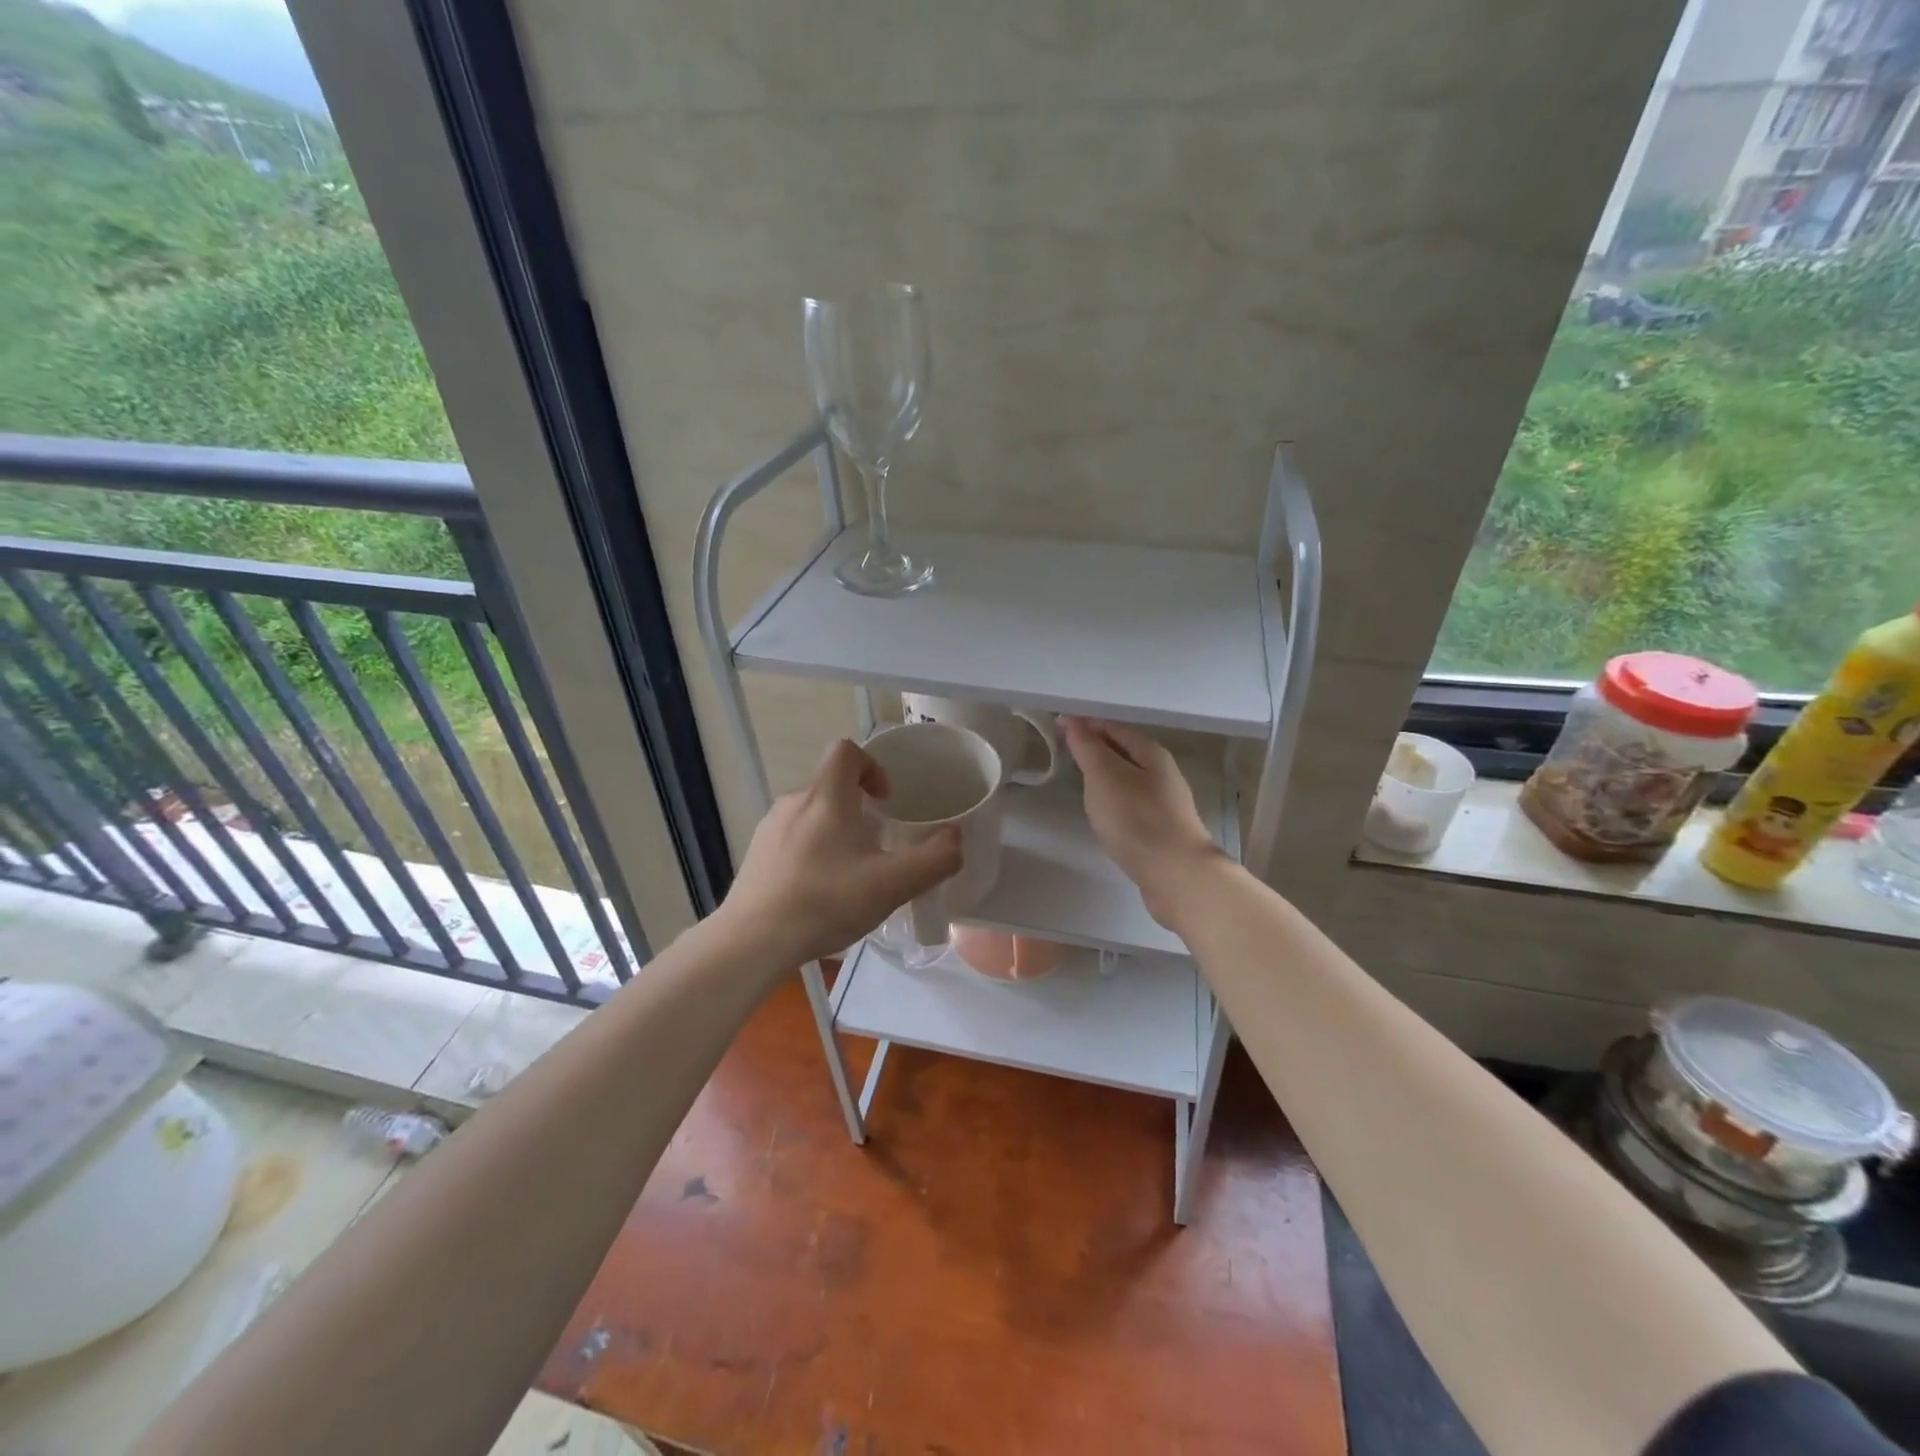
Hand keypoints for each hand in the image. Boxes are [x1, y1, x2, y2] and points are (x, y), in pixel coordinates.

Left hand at [720, 738, 962, 967]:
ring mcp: (769, 829)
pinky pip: (791, 840)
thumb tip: (955, 840)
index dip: (872, 765)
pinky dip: (811, 853)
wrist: (752, 942)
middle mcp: (793, 802)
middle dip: (858, 807)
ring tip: (850, 873)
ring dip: (835, 831)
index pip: (847, 750)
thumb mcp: (891, 884)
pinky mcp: (756, 856)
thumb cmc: (825, 902)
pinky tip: (819, 892)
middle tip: (878, 846)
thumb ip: (934, 860)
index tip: (887, 801)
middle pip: (831, 785)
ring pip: (811, 814)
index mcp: (826, 797)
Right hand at [1063, 717, 1227, 929]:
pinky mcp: (1161, 830)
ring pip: (1129, 779)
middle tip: (1065, 752)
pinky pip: (1132, 804)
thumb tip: (1073, 721)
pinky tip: (1102, 814)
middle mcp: (1162, 773)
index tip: (1058, 727)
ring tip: (1079, 781)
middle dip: (1096, 748)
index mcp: (1151, 753)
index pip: (1114, 727)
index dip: (1086, 725)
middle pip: (1125, 751)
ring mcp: (1164, 803)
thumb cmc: (1136, 819)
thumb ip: (1087, 748)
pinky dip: (1113, 800)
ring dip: (1105, 775)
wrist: (1176, 875)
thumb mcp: (1105, 776)